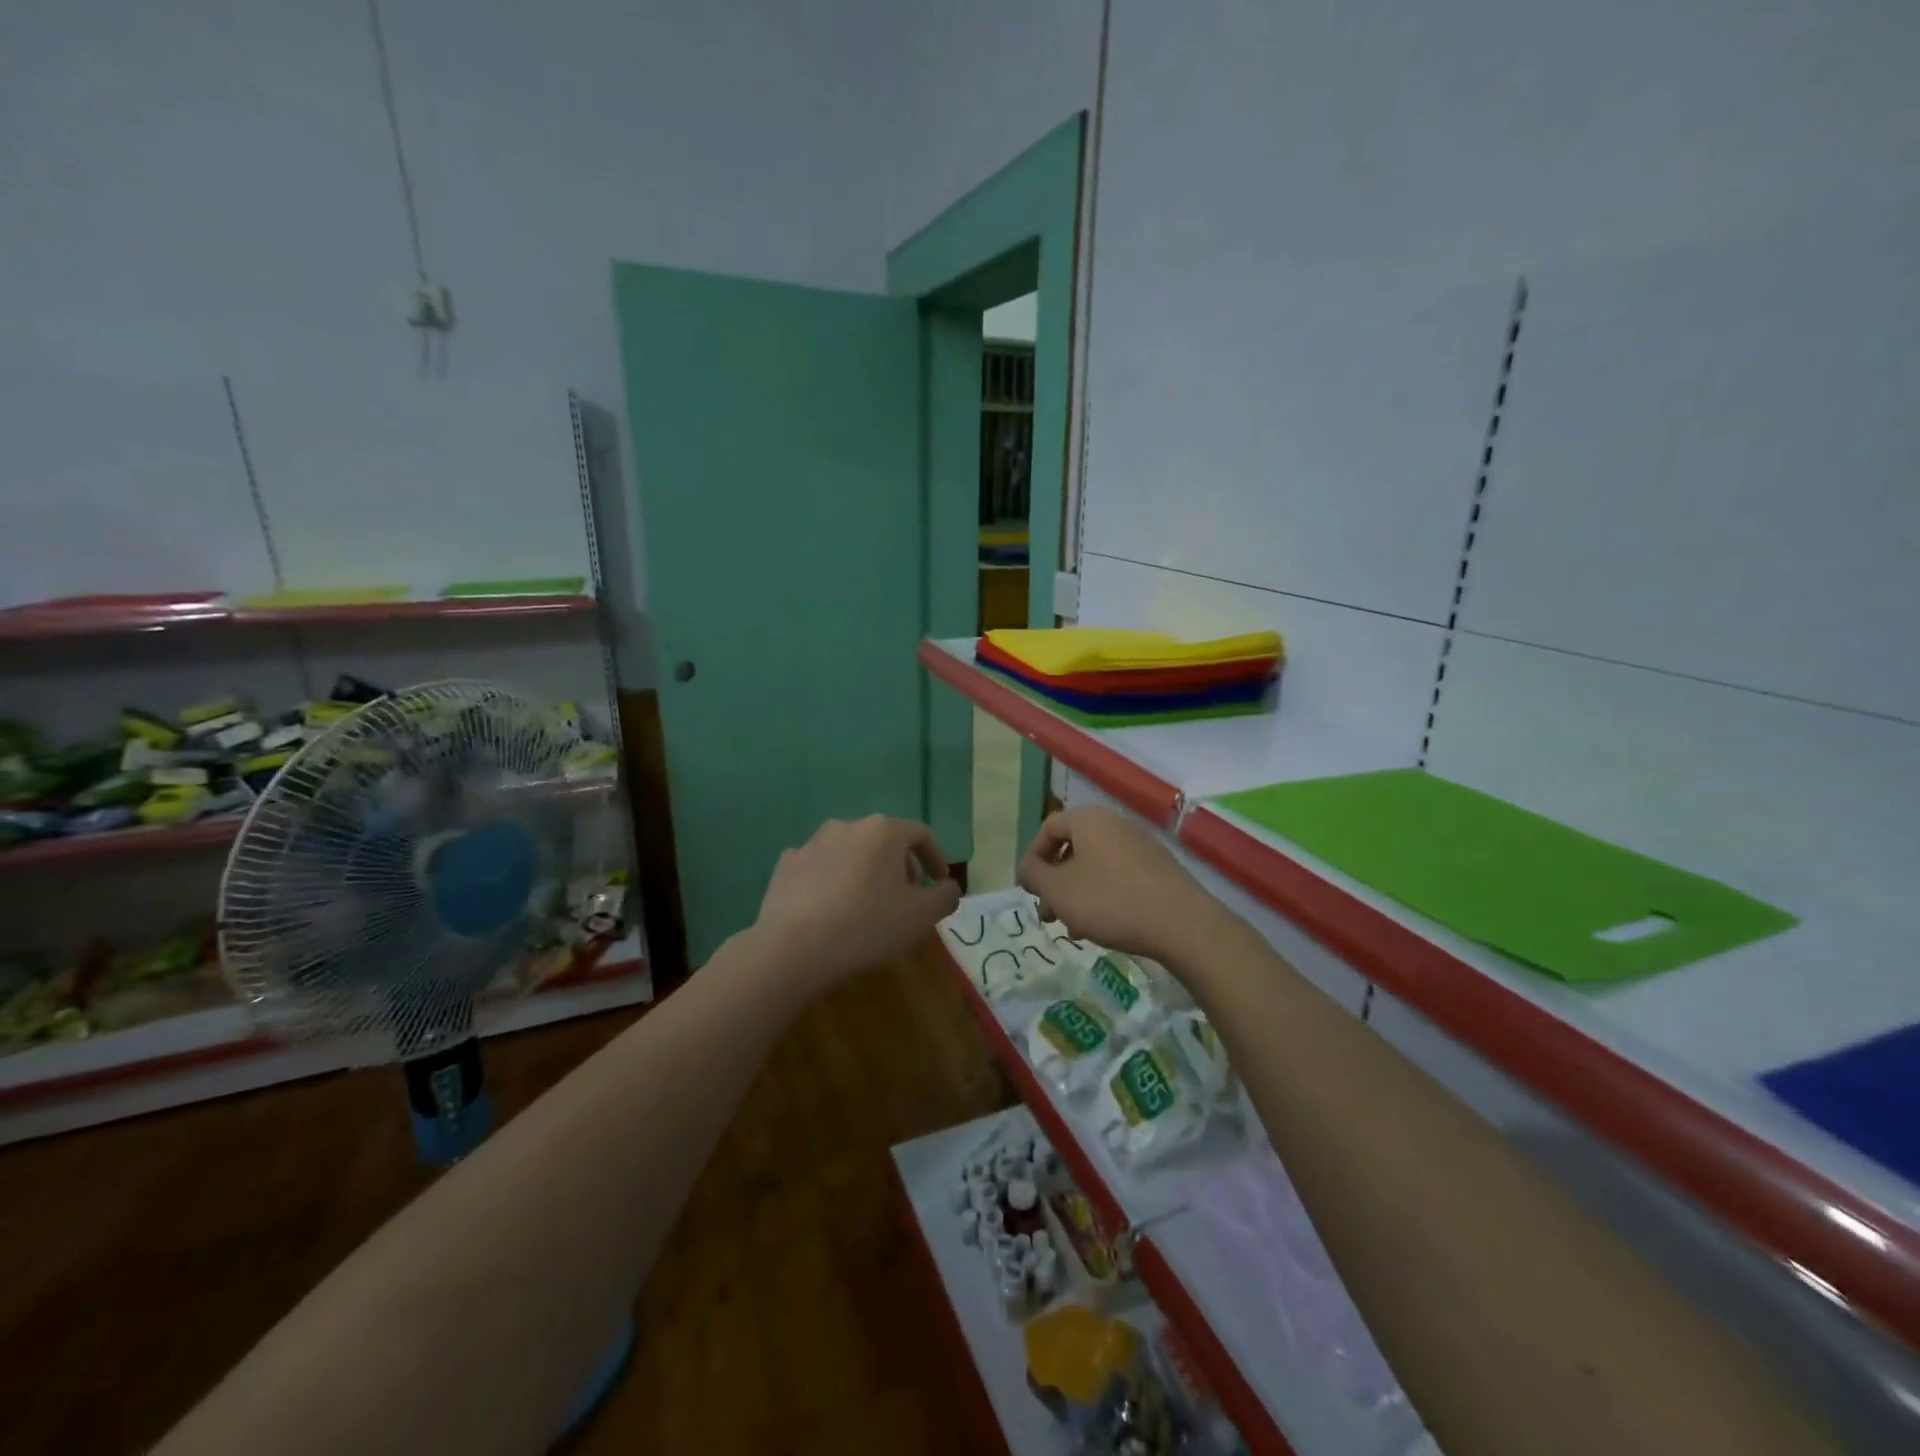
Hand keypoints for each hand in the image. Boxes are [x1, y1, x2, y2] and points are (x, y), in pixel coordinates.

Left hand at [752, 815, 960, 991]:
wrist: (793, 947)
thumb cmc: (866, 925)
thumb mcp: (920, 917)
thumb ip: (944, 897)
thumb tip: (948, 887)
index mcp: (882, 831)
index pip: (920, 834)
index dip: (935, 857)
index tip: (939, 882)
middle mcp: (847, 826)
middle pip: (883, 840)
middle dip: (899, 865)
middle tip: (906, 896)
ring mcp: (811, 843)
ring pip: (849, 852)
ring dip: (864, 871)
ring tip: (867, 903)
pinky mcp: (786, 864)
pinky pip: (819, 867)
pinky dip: (831, 881)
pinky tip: (830, 908)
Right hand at [1017, 805, 1220, 966]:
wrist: (1182, 923)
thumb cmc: (1109, 901)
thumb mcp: (1058, 890)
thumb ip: (1034, 875)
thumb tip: (1029, 869)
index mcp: (1088, 819)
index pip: (1048, 828)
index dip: (1032, 858)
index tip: (1028, 890)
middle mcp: (1115, 823)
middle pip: (1072, 847)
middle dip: (1054, 881)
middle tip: (1048, 913)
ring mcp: (1141, 844)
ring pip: (1095, 865)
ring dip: (1076, 892)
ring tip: (1074, 927)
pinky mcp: (1158, 868)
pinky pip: (1118, 875)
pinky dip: (1102, 895)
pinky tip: (1103, 926)